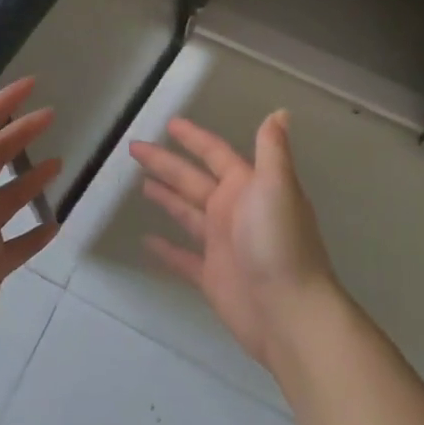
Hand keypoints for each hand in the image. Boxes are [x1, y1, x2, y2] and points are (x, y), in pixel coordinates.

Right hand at [129, 111, 339, 372]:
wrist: (289, 312)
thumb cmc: (279, 243)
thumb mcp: (276, 187)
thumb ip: (272, 149)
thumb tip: (280, 112)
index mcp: (246, 188)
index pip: (214, 154)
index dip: (193, 138)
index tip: (169, 123)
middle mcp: (233, 211)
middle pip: (192, 180)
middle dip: (165, 163)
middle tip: (134, 148)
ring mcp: (221, 244)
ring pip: (186, 213)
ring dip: (166, 197)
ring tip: (140, 184)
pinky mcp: (212, 276)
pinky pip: (182, 257)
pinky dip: (166, 249)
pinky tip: (146, 240)